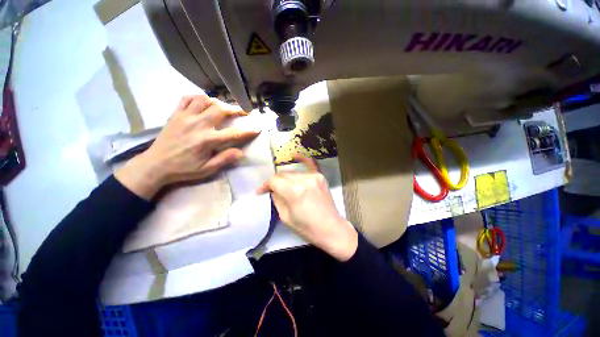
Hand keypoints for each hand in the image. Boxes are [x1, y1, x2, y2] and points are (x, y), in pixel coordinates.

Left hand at [116, 95, 259, 199]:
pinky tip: (203, 102)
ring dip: (217, 102)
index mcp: (207, 140)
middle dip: (234, 109)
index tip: (257, 128)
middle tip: (243, 112)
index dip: (247, 131)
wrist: (155, 164)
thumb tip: (241, 152)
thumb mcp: (206, 169)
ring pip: (204, 100)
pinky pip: (187, 98)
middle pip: (220, 109)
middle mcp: (197, 124)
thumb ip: (224, 159)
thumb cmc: (183, 169)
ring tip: (223, 108)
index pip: (233, 134)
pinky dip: (197, 97)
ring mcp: (185, 117)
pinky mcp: (175, 114)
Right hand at [257, 155, 357, 260]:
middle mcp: (304, 180)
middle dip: (275, 182)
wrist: (331, 228)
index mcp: (294, 191)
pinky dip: (303, 159)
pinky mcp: (320, 177)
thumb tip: (273, 190)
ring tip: (285, 187)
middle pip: (283, 175)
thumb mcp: (285, 217)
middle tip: (272, 190)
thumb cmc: (307, 228)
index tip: (261, 191)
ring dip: (286, 179)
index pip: (274, 181)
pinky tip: (295, 155)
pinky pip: (310, 164)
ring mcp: (314, 176)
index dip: (265, 185)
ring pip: (293, 173)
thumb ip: (277, 199)